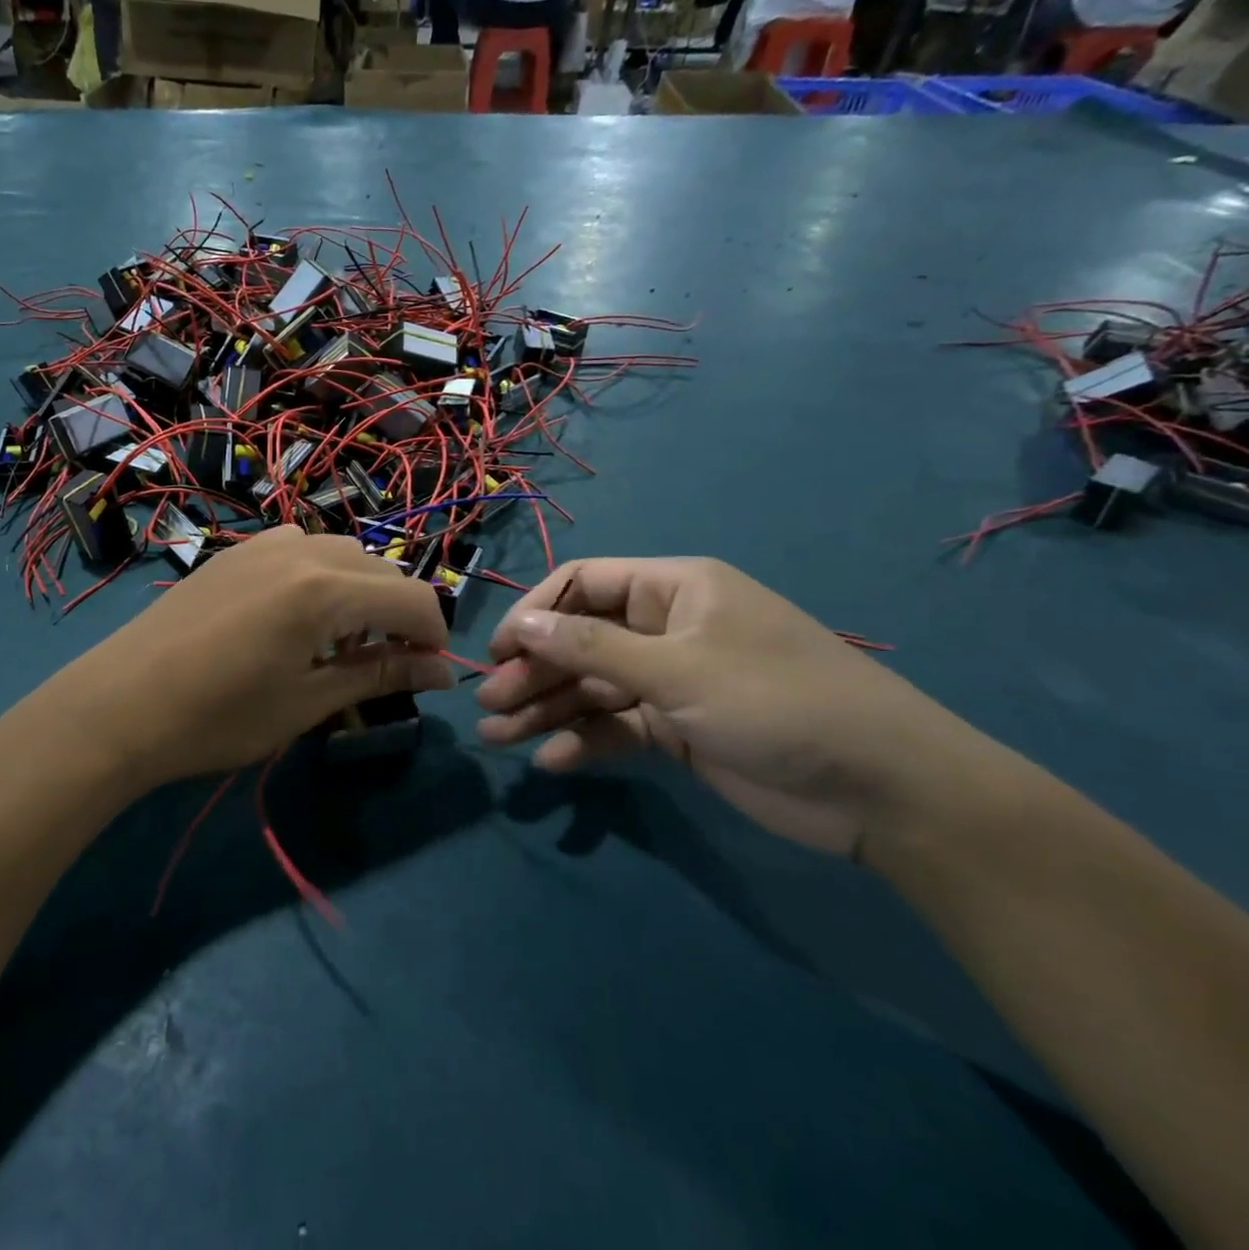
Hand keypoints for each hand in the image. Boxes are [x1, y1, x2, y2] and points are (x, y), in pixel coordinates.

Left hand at [39, 527, 453, 787]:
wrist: (121, 702)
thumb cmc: (219, 716)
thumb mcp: (307, 701)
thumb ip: (379, 674)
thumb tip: (443, 671)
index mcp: (326, 588)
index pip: (413, 598)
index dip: (434, 635)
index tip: (431, 673)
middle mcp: (302, 549)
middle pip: (381, 569)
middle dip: (399, 613)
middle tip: (385, 664)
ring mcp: (264, 543)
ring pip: (342, 553)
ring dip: (360, 591)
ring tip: (339, 641)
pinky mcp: (236, 550)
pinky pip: (301, 548)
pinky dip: (320, 576)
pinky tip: (296, 616)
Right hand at [475, 557, 950, 857]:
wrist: (885, 791)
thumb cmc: (777, 703)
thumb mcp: (678, 670)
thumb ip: (591, 649)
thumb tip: (520, 626)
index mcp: (673, 590)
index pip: (583, 585)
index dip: (536, 613)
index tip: (499, 651)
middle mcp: (667, 627)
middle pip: (580, 641)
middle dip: (533, 672)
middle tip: (489, 706)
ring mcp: (672, 680)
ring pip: (592, 686)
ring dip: (546, 710)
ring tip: (498, 739)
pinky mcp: (679, 728)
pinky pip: (617, 725)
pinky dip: (585, 741)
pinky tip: (553, 761)